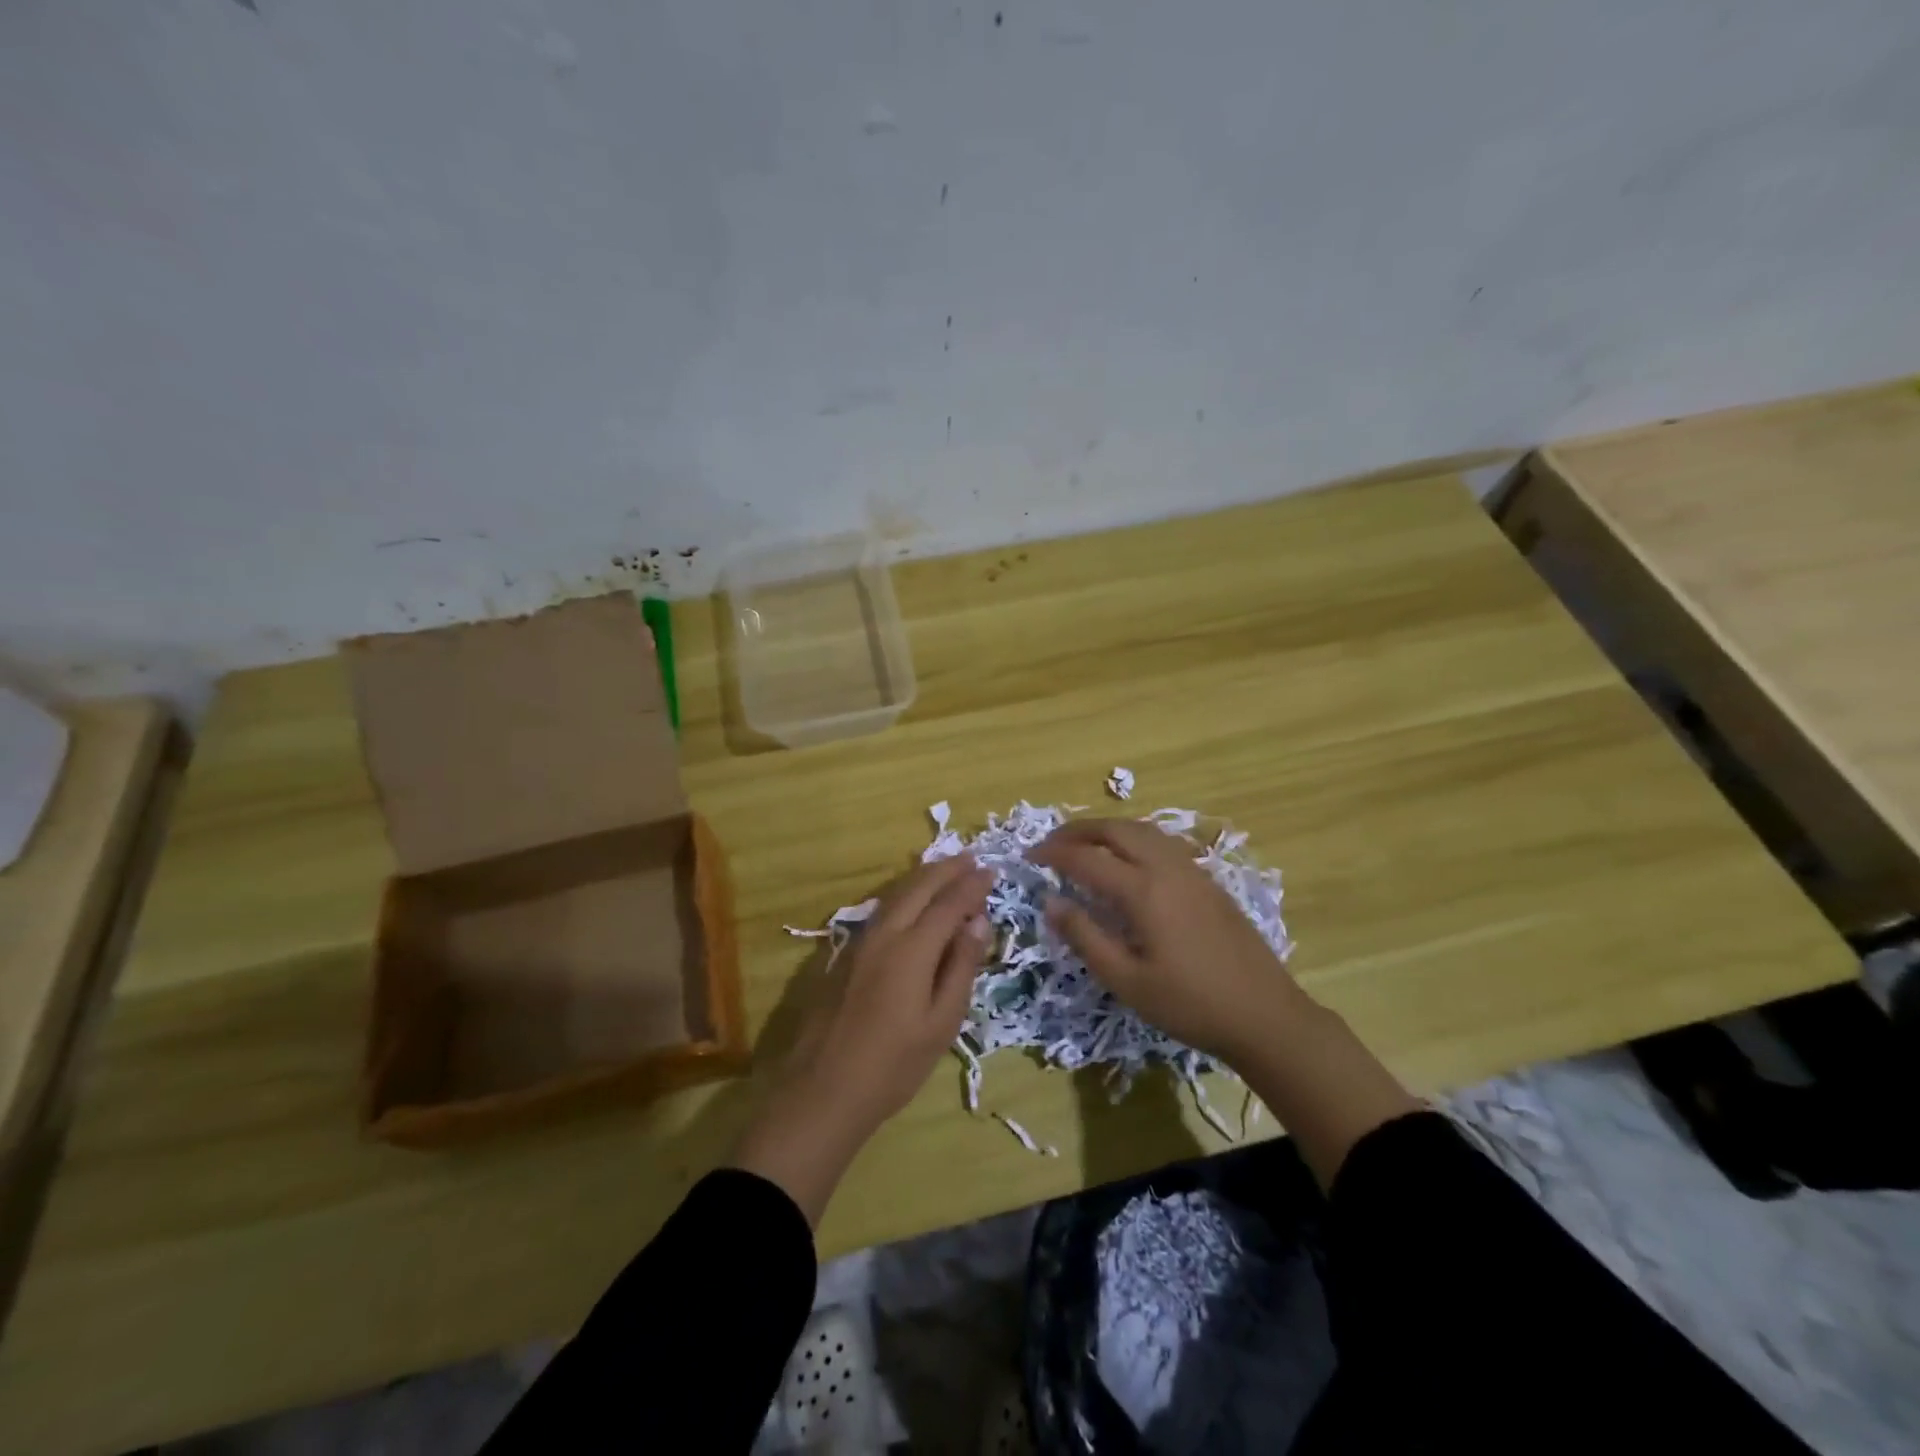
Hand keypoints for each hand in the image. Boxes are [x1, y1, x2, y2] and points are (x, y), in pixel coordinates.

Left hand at [730, 855, 993, 1225]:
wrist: (823, 1089)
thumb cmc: (893, 1065)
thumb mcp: (941, 1023)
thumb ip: (960, 967)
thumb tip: (978, 922)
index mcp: (912, 949)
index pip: (949, 903)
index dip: (972, 886)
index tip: (991, 871)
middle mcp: (884, 934)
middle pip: (918, 888)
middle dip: (946, 870)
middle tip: (971, 859)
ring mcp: (860, 942)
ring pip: (895, 894)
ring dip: (923, 877)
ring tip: (944, 869)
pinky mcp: (845, 955)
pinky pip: (881, 909)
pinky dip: (903, 894)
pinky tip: (910, 901)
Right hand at [1031, 817, 1307, 1064]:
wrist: (1265, 1015)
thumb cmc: (1189, 1005)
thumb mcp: (1127, 980)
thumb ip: (1085, 936)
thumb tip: (1051, 901)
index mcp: (1144, 891)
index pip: (1087, 858)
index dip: (1054, 853)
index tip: (1029, 857)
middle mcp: (1167, 868)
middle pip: (1116, 829)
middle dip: (1079, 830)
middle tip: (1051, 843)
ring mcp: (1192, 870)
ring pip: (1142, 830)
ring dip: (1107, 830)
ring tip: (1084, 845)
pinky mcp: (1208, 880)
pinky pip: (1162, 842)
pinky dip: (1133, 839)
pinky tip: (1127, 860)